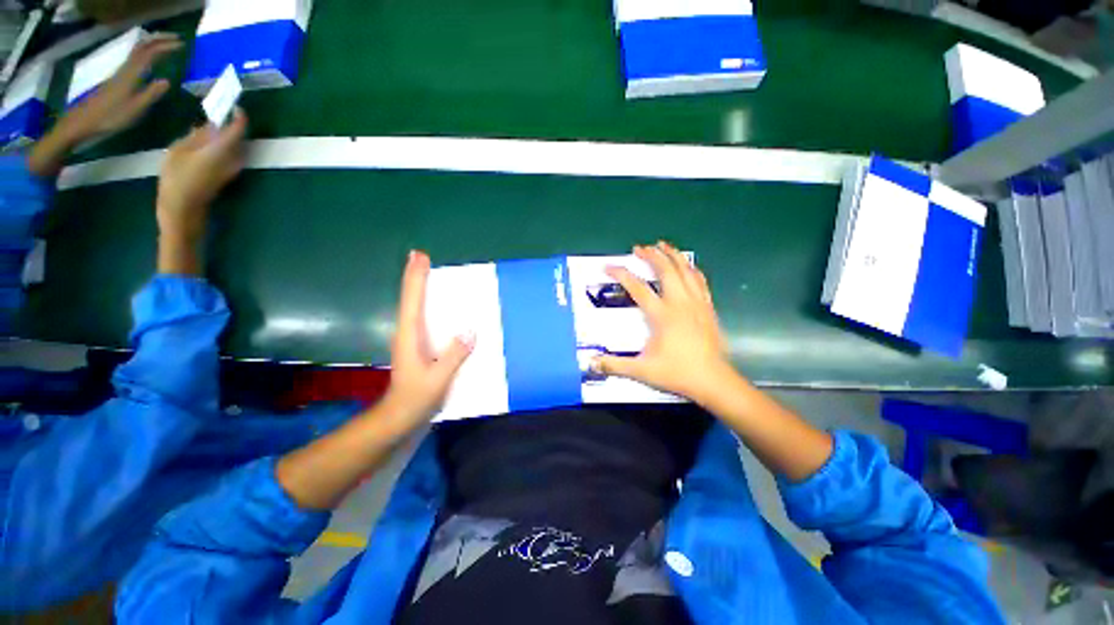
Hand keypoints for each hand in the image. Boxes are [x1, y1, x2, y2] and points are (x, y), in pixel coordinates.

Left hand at [56, 33, 182, 143]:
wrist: (84, 121)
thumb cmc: (110, 117)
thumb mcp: (134, 109)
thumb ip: (151, 94)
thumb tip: (167, 81)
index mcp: (131, 74)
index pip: (150, 52)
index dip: (165, 45)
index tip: (182, 45)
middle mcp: (126, 68)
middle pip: (142, 47)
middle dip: (159, 40)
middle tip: (177, 41)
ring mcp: (120, 73)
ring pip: (138, 52)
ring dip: (153, 45)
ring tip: (167, 47)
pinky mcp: (118, 78)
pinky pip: (135, 60)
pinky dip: (146, 54)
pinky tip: (152, 60)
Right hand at [156, 110, 246, 245]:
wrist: (184, 207)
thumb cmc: (177, 177)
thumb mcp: (180, 149)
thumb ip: (198, 135)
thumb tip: (212, 125)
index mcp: (222, 150)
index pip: (239, 128)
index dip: (239, 115)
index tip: (232, 105)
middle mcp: (234, 158)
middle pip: (239, 136)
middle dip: (231, 123)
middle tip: (217, 111)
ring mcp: (234, 168)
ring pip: (236, 145)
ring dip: (227, 134)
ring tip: (209, 124)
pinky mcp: (229, 174)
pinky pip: (231, 153)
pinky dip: (224, 144)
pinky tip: (207, 141)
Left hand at [379, 251, 473, 426]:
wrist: (400, 418)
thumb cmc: (416, 398)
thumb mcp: (437, 379)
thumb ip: (453, 355)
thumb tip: (471, 329)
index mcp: (410, 335)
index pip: (412, 300)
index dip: (415, 277)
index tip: (419, 256)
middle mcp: (408, 333)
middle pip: (411, 299)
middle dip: (416, 277)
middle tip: (422, 258)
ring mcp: (413, 341)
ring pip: (416, 308)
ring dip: (422, 290)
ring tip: (432, 276)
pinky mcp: (420, 348)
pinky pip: (425, 320)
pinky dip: (430, 306)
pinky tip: (443, 308)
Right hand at [593, 241, 735, 404]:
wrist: (713, 381)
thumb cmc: (677, 373)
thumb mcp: (642, 370)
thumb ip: (615, 365)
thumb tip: (591, 362)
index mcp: (662, 315)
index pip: (638, 288)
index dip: (621, 275)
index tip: (608, 267)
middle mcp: (680, 303)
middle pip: (666, 271)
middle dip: (651, 256)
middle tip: (639, 248)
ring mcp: (697, 304)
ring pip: (686, 271)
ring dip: (673, 256)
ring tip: (664, 245)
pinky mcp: (708, 308)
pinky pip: (700, 281)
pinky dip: (691, 269)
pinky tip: (688, 266)